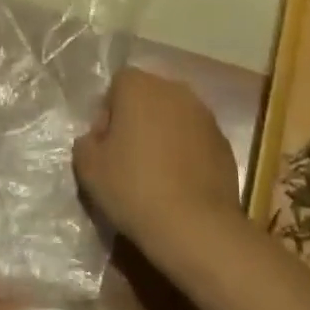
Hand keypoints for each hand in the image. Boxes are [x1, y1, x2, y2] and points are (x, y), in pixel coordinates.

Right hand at [74, 69, 240, 250]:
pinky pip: (195, 138)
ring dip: (163, 135)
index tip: (105, 147)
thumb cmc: (133, 188)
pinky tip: (180, 183)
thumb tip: (97, 139)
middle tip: (127, 159)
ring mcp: (204, 113)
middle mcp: (174, 89)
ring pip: (174, 116)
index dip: (107, 115)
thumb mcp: (89, 169)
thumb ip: (86, 143)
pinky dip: (186, 151)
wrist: (194, 224)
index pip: (116, 86)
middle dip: (137, 120)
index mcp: (139, 86)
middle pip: (148, 97)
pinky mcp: (223, 140)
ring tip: (156, 173)